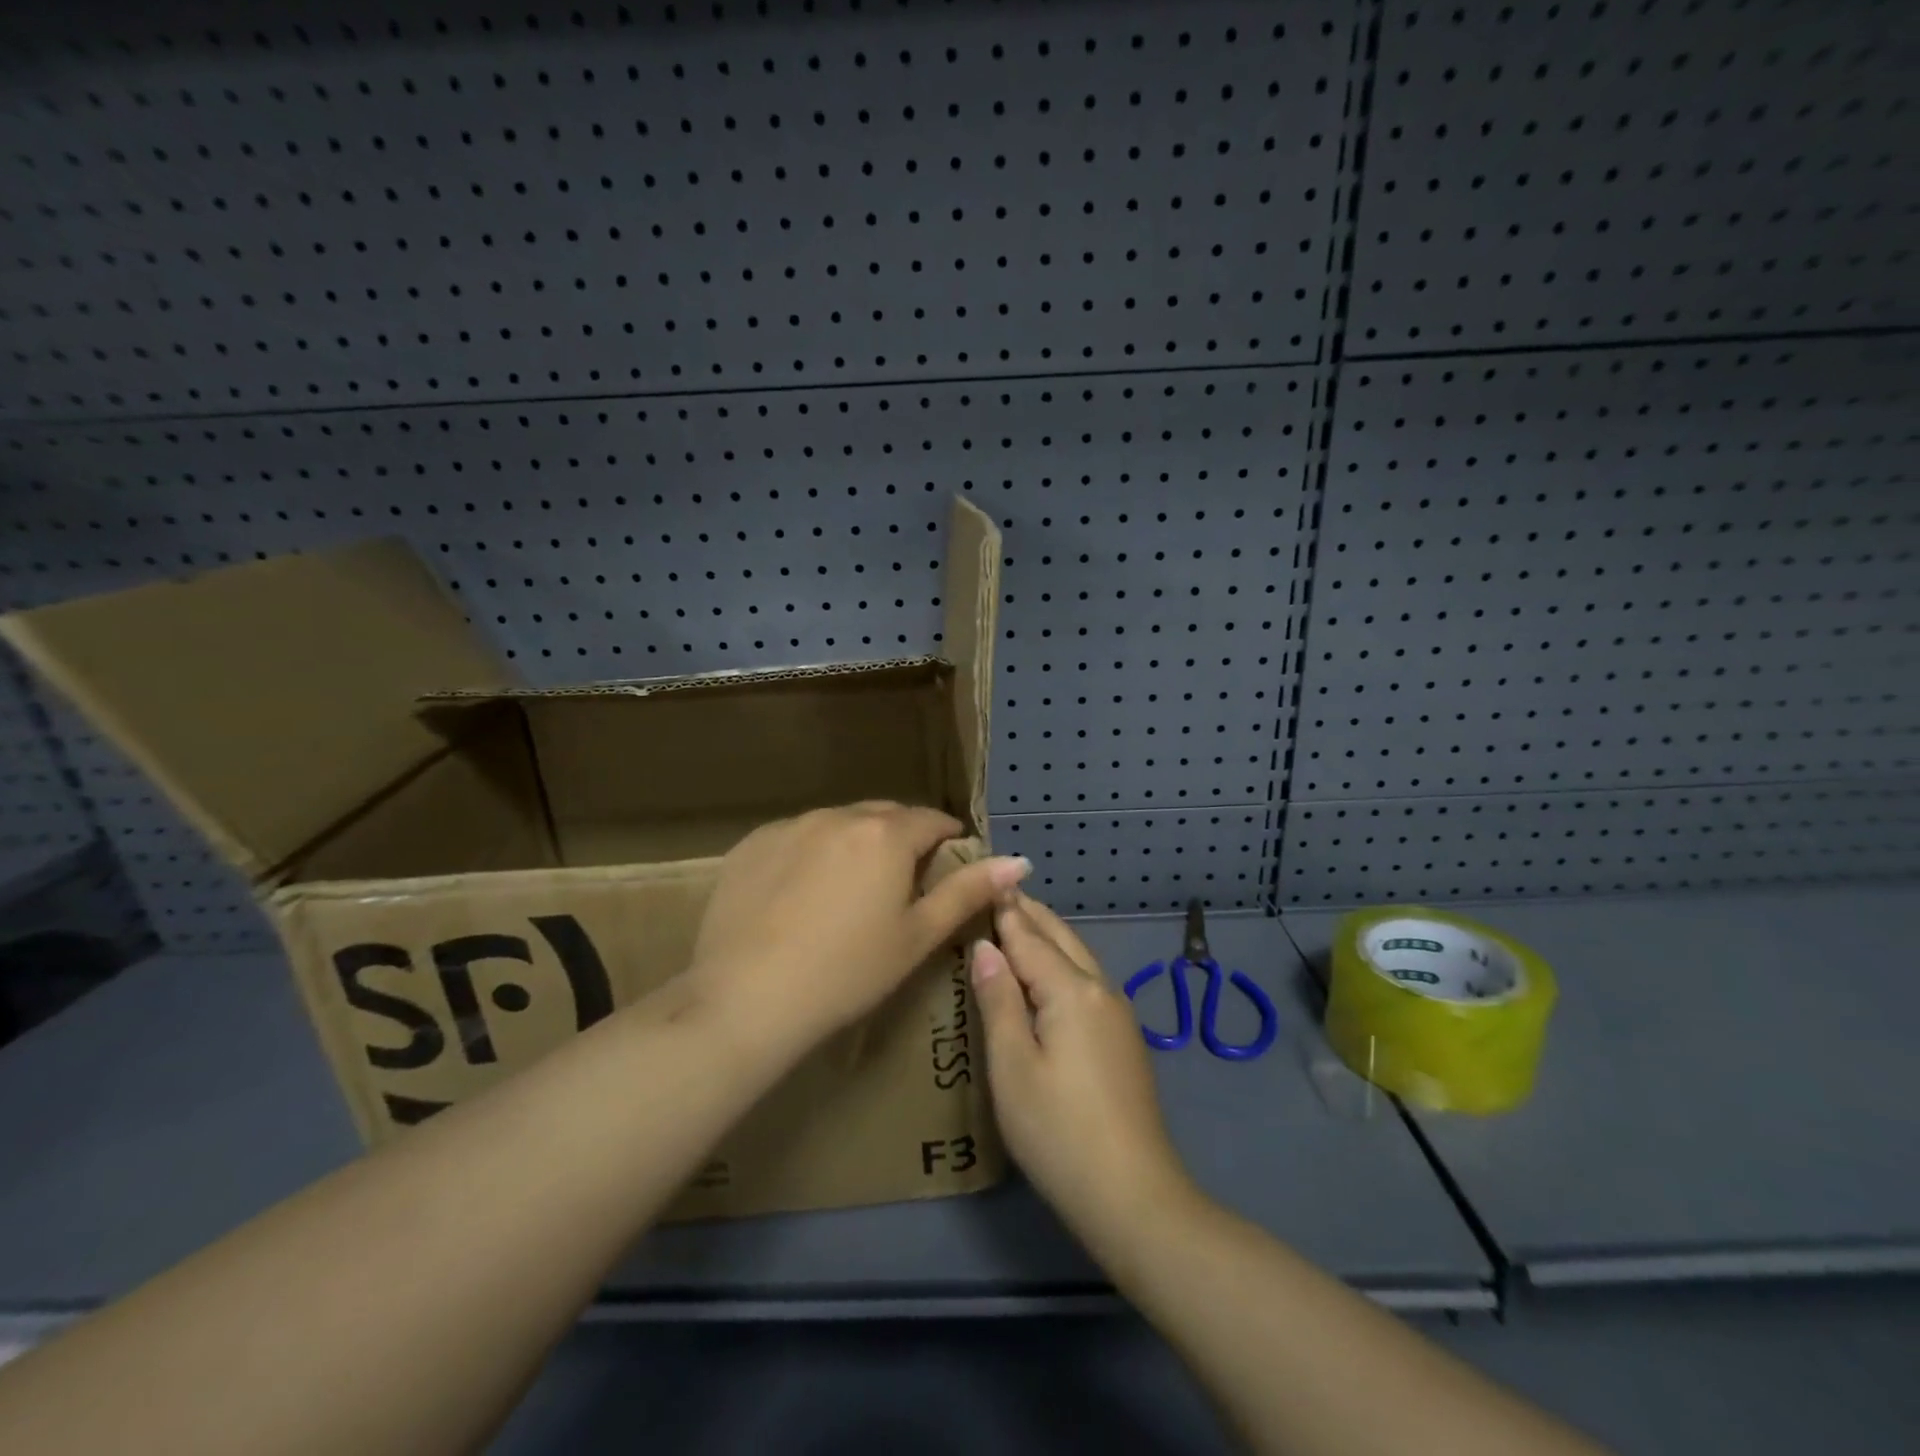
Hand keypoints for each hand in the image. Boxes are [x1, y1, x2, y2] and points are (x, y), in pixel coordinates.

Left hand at [688, 802, 1030, 1051]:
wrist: (745, 998)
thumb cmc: (847, 973)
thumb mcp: (917, 936)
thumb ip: (968, 892)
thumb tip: (1019, 861)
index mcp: (885, 834)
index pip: (931, 820)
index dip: (947, 839)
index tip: (948, 864)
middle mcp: (837, 816)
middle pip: (884, 816)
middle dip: (902, 838)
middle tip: (902, 882)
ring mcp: (789, 826)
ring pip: (838, 823)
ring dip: (855, 843)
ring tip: (850, 890)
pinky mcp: (751, 844)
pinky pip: (796, 836)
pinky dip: (811, 853)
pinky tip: (800, 895)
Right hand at [971, 893, 1193, 1239]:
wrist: (1134, 1196)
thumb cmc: (1059, 1132)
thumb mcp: (1012, 1067)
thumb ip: (998, 1000)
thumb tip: (985, 946)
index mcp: (1071, 990)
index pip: (1028, 936)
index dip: (1003, 909)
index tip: (982, 879)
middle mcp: (1100, 989)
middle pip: (1060, 937)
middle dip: (1028, 913)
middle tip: (995, 891)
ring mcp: (1118, 1013)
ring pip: (1078, 956)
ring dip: (1047, 935)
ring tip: (1016, 922)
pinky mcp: (1123, 1037)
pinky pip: (1087, 980)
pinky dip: (1061, 961)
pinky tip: (1047, 973)